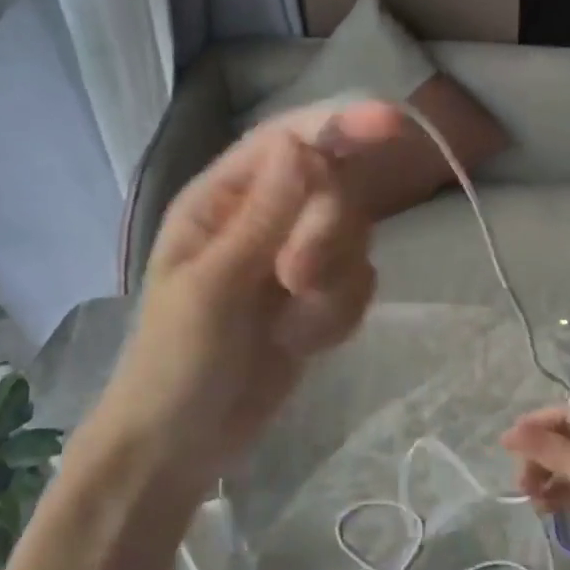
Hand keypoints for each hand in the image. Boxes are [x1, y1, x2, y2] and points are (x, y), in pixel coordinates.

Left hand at [89, 100, 401, 500]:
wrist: (184, 444)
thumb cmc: (177, 362)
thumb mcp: (213, 287)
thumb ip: (264, 215)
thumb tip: (301, 144)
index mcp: (222, 199)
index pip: (289, 140)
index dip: (340, 125)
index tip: (392, 124)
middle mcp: (264, 217)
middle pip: (334, 190)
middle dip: (328, 234)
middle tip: (296, 280)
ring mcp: (295, 258)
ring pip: (354, 240)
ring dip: (332, 285)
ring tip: (291, 326)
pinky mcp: (319, 299)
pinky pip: (359, 284)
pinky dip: (338, 315)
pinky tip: (302, 343)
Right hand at [501, 406, 569, 569]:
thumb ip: (550, 450)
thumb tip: (509, 431)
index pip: (566, 414)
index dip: (535, 427)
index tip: (507, 449)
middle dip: (542, 458)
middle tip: (522, 486)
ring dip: (552, 479)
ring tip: (535, 504)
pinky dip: (569, 493)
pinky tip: (554, 509)